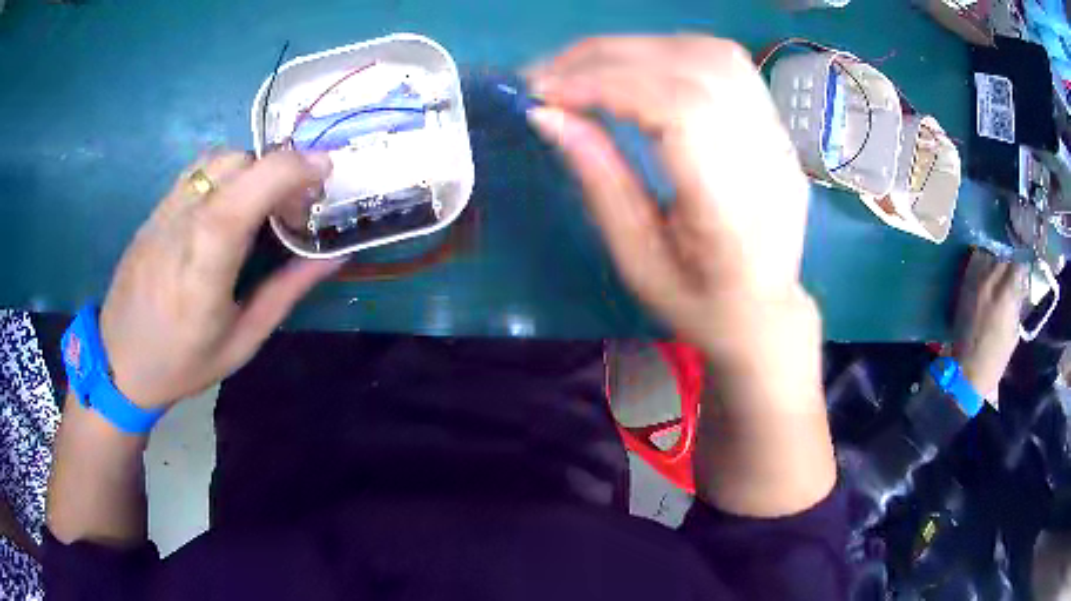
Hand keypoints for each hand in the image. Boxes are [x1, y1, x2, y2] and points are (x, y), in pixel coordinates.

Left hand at [98, 150, 341, 409]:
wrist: (120, 361)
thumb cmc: (183, 363)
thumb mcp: (242, 341)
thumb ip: (286, 292)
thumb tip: (332, 255)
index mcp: (203, 269)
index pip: (245, 194)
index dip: (290, 169)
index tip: (325, 170)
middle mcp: (181, 227)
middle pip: (238, 163)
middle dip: (278, 170)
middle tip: (295, 203)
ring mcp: (164, 212)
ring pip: (218, 158)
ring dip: (253, 169)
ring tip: (264, 202)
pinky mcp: (155, 209)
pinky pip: (198, 170)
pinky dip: (228, 173)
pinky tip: (230, 203)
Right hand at [525, 35, 814, 362]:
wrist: (765, 313)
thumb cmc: (699, 303)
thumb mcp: (637, 259)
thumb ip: (599, 181)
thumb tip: (547, 116)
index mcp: (733, 210)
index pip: (680, 110)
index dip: (607, 85)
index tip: (546, 92)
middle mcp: (767, 160)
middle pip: (693, 68)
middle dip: (609, 58)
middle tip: (548, 74)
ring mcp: (780, 139)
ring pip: (712, 54)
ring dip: (638, 49)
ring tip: (585, 68)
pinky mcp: (777, 127)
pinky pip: (725, 64)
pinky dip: (668, 52)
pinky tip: (635, 70)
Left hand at [952, 249, 1027, 397]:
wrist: (966, 372)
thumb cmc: (995, 359)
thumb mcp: (1014, 332)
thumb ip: (1017, 304)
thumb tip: (1021, 288)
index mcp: (1005, 296)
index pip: (1017, 266)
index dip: (1022, 268)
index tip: (1024, 272)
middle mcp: (990, 283)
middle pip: (1002, 258)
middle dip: (1009, 264)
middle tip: (1013, 273)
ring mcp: (974, 283)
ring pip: (988, 258)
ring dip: (995, 263)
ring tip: (1000, 274)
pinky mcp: (963, 288)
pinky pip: (974, 266)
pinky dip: (983, 266)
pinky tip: (987, 276)